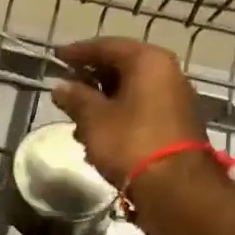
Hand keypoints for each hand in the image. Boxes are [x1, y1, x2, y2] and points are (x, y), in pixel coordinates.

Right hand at [50, 38, 208, 189]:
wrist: (175, 188)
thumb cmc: (130, 143)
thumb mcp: (94, 119)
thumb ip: (76, 98)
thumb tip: (60, 87)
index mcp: (148, 61)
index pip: (107, 46)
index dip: (78, 52)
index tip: (57, 57)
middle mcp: (167, 73)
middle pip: (122, 68)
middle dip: (91, 81)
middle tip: (67, 91)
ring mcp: (175, 100)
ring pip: (131, 93)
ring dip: (103, 104)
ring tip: (78, 123)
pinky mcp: (177, 126)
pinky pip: (142, 112)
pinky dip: (119, 119)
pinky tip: (99, 139)